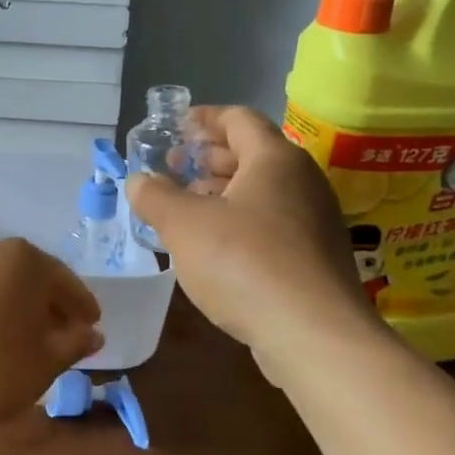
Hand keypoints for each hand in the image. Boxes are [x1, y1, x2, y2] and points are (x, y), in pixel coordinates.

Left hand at [0, 239, 102, 434]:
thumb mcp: (43, 363)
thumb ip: (73, 344)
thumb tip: (92, 333)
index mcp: (24, 260)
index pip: (65, 281)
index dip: (82, 306)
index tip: (93, 326)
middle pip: (31, 277)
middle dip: (50, 305)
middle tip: (64, 335)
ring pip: (0, 283)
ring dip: (17, 307)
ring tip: (25, 340)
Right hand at [127, 106, 378, 356]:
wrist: (315, 336)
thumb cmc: (244, 262)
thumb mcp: (183, 224)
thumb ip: (155, 196)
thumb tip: (138, 180)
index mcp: (274, 159)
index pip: (238, 118)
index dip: (203, 118)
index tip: (174, 126)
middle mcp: (302, 182)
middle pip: (251, 154)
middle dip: (208, 158)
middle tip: (173, 168)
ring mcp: (314, 222)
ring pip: (261, 192)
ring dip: (220, 193)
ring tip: (184, 207)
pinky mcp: (316, 259)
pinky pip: (271, 224)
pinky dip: (238, 223)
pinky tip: (212, 247)